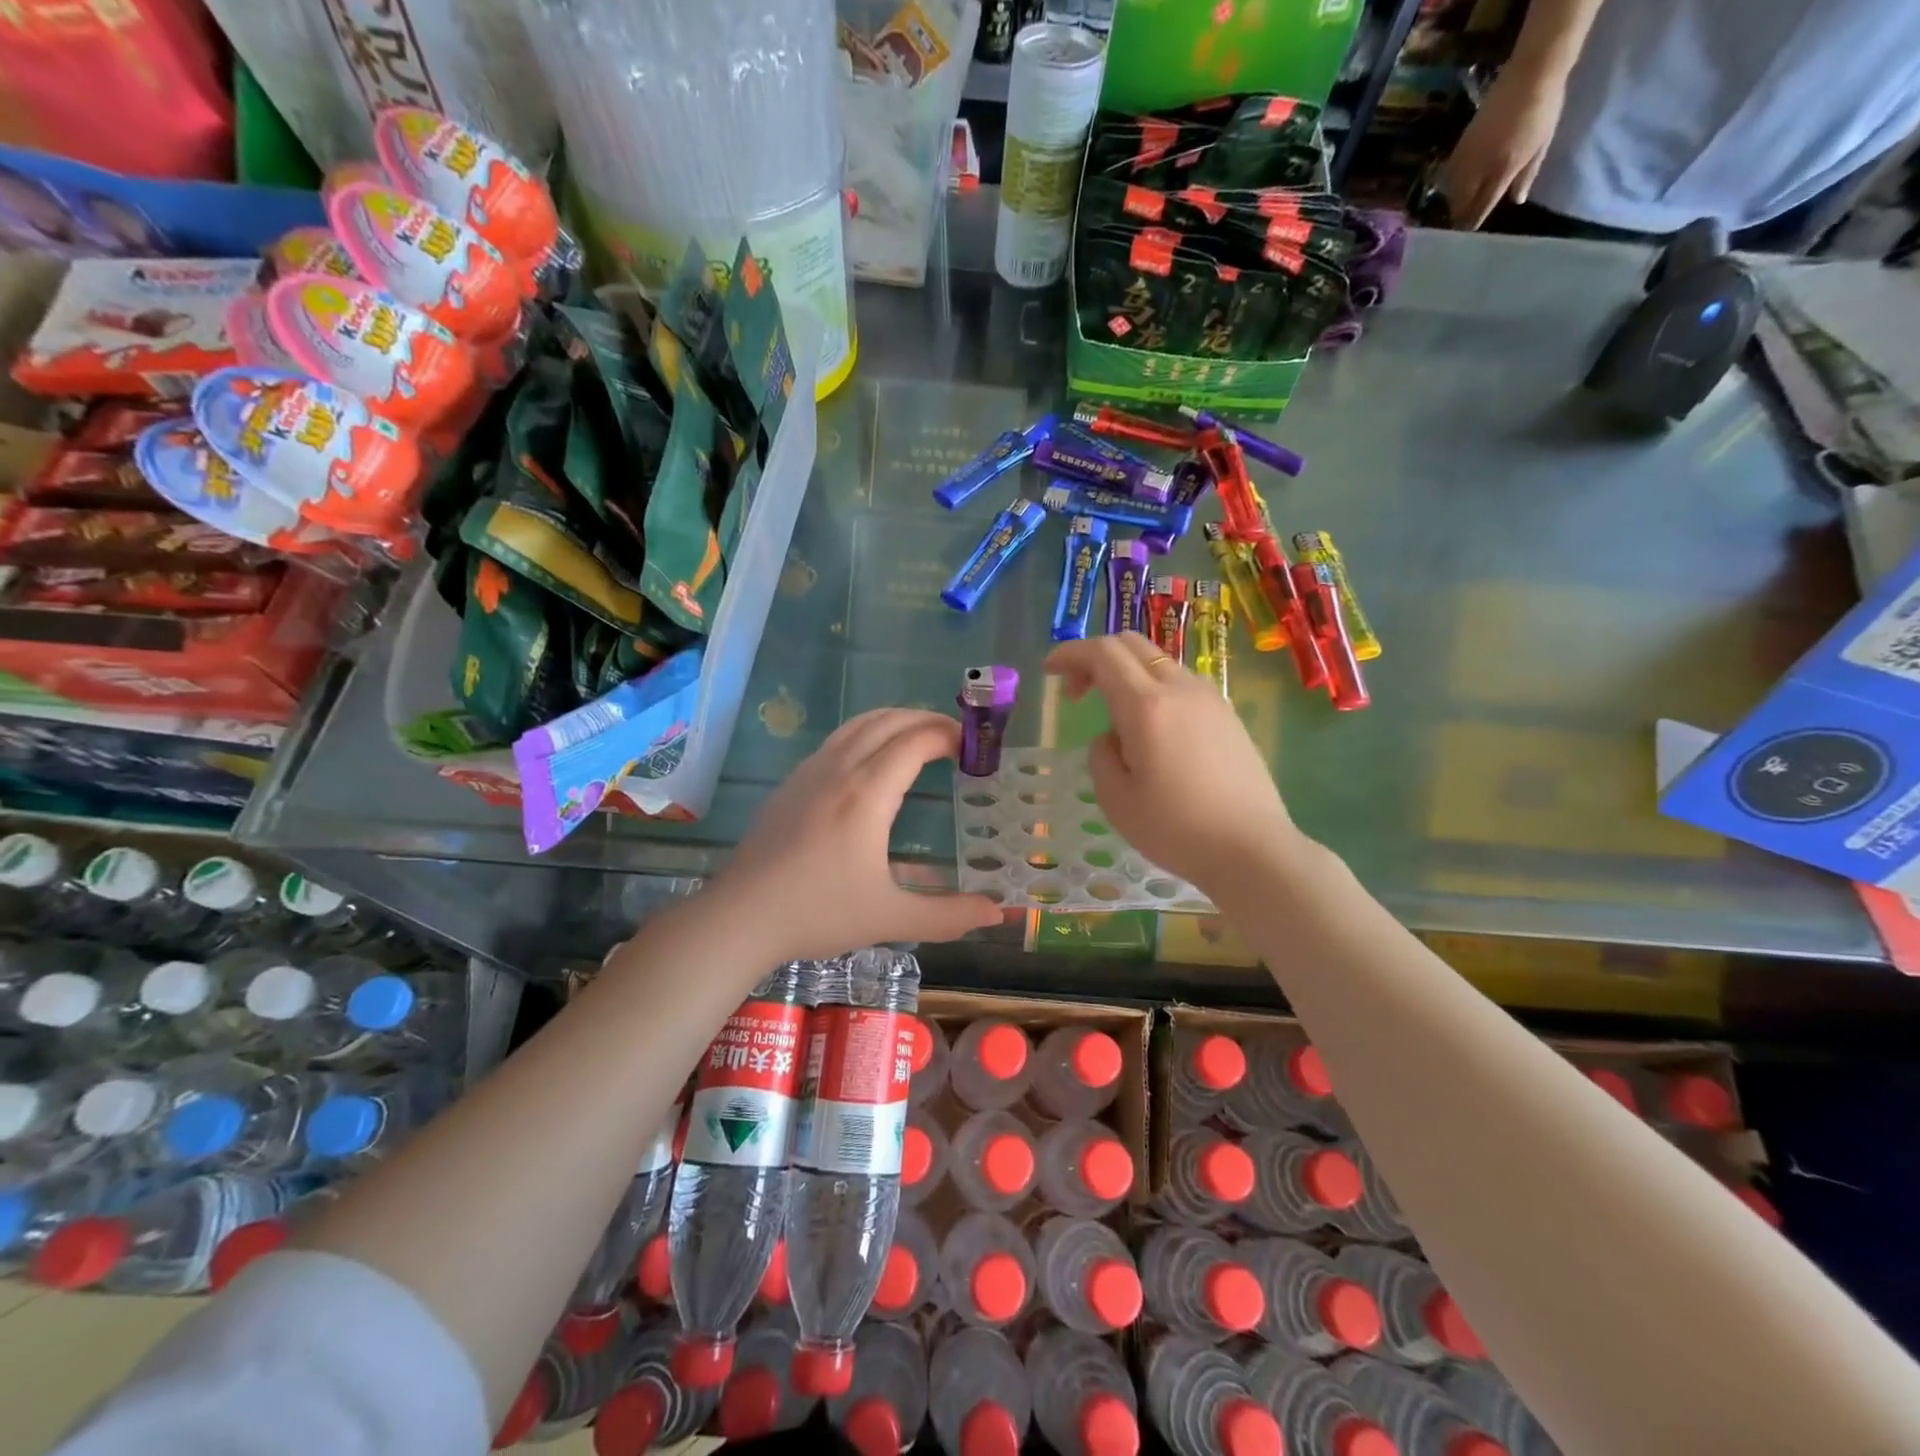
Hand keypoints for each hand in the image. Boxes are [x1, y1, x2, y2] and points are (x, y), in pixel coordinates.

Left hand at [707, 708, 1002, 961]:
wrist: (740, 917)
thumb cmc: (818, 914)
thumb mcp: (891, 919)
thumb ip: (949, 915)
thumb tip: (998, 913)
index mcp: (867, 794)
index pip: (915, 741)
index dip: (949, 735)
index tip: (974, 747)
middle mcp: (839, 770)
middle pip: (888, 721)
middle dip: (926, 720)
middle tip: (956, 738)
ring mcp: (809, 772)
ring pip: (858, 724)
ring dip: (895, 721)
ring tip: (920, 739)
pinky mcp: (790, 783)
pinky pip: (837, 740)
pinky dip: (867, 733)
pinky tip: (873, 762)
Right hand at [1045, 633, 1305, 896]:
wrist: (1253, 849)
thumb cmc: (1176, 829)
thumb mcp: (1115, 799)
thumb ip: (1101, 755)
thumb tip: (1114, 738)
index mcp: (1146, 705)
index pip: (1102, 653)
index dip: (1069, 653)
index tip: (1049, 670)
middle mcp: (1179, 688)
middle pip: (1130, 645)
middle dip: (1095, 658)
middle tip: (1077, 693)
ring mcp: (1209, 699)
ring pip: (1157, 662)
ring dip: (1126, 674)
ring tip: (1115, 719)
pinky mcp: (1227, 715)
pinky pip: (1180, 683)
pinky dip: (1153, 688)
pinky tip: (1152, 730)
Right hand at [1443, 60, 1566, 229]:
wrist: (1531, 73)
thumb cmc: (1544, 109)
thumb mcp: (1542, 144)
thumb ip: (1527, 175)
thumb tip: (1516, 201)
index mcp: (1503, 170)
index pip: (1481, 207)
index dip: (1473, 223)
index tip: (1467, 238)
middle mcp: (1479, 169)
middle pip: (1461, 204)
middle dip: (1460, 216)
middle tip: (1462, 225)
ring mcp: (1467, 158)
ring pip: (1452, 193)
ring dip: (1454, 203)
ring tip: (1458, 209)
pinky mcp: (1460, 146)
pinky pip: (1449, 176)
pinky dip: (1451, 186)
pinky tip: (1455, 188)